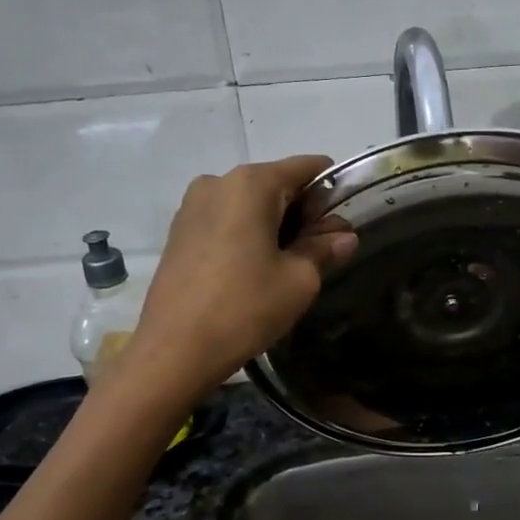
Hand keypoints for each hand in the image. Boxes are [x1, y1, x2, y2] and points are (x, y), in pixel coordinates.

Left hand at [128, 156, 354, 398]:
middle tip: (317, 254)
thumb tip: (345, 236)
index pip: (308, 167)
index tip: (339, 228)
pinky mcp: (179, 230)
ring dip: (275, 225)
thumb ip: (325, 248)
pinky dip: (247, 234)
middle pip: (278, 184)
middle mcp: (219, 181)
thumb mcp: (299, 280)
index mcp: (252, 183)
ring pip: (251, 203)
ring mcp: (193, 205)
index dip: (331, 193)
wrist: (174, 351)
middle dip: (303, 213)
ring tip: (283, 268)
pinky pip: (226, 219)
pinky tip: (252, 271)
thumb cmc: (245, 308)